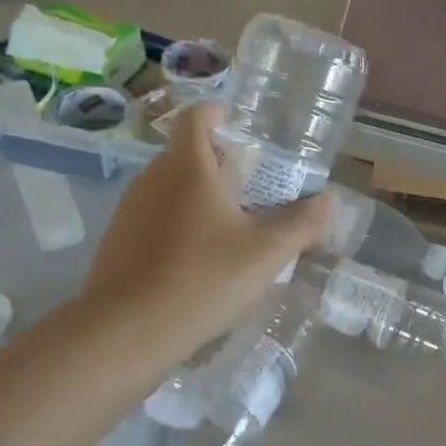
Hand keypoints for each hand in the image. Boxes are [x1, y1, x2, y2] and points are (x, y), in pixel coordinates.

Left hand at [83, 105, 330, 357]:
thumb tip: (329, 200)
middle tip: (250, 190)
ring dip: (196, 198)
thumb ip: (301, 224)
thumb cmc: (203, 279)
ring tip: (228, 229)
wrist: (127, 331)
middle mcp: (152, 177)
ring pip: (168, 188)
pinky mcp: (116, 241)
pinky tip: (195, 262)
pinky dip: (176, 226)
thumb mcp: (265, 254)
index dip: (216, 114)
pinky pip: (153, 218)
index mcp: (187, 165)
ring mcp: (129, 209)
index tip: (239, 129)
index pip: (196, 117)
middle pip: (184, 154)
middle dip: (216, 164)